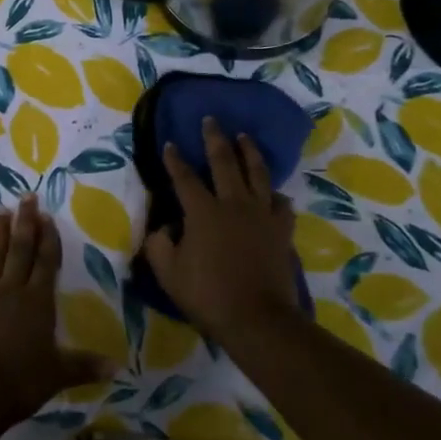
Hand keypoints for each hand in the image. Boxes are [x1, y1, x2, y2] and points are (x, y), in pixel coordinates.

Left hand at [0, 195, 112, 422]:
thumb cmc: (21, 382)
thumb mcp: (58, 375)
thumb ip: (85, 366)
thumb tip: (117, 368)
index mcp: (38, 302)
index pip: (46, 263)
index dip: (48, 239)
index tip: (47, 216)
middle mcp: (10, 291)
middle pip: (20, 251)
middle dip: (25, 223)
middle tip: (26, 197)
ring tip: (0, 212)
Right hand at [143, 116, 301, 344]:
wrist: (257, 319)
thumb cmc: (208, 296)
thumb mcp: (168, 274)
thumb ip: (159, 245)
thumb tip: (163, 227)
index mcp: (202, 212)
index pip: (184, 177)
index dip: (175, 159)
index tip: (170, 143)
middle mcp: (233, 203)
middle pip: (224, 162)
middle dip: (215, 138)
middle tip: (211, 120)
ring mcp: (262, 214)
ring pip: (257, 173)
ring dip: (249, 152)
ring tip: (244, 137)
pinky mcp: (281, 230)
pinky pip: (281, 203)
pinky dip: (275, 194)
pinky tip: (273, 193)